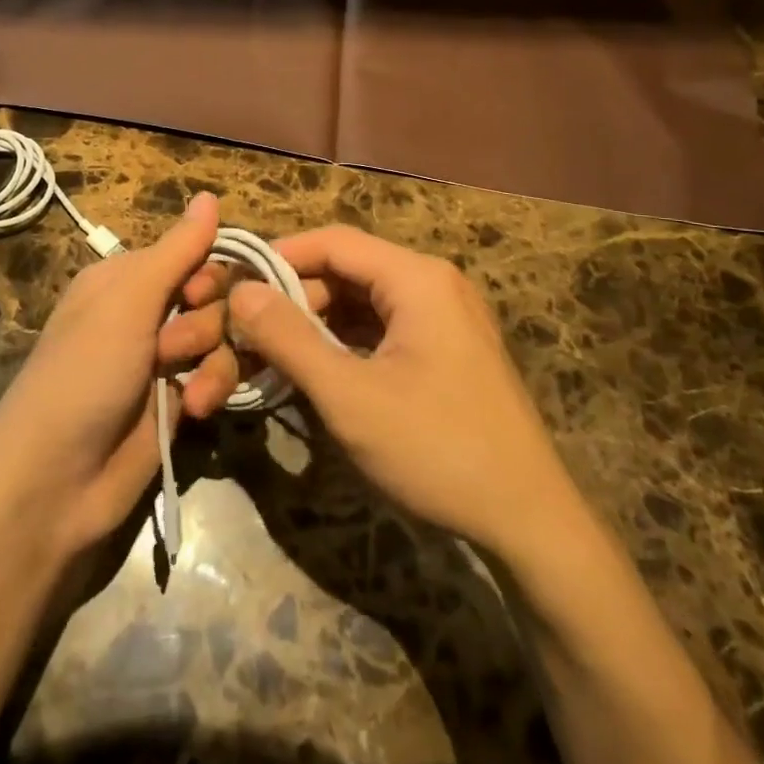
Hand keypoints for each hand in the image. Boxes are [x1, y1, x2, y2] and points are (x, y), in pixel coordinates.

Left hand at [0, 192, 239, 557]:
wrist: (55, 483)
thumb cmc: (84, 374)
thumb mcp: (127, 303)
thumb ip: (177, 251)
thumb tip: (210, 195)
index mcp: (126, 279)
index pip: (193, 253)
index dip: (210, 272)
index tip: (202, 293)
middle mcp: (146, 313)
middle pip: (216, 296)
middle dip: (208, 321)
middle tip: (175, 346)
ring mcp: (164, 360)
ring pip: (224, 338)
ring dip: (214, 360)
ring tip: (187, 391)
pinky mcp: (179, 402)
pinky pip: (218, 377)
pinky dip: (211, 390)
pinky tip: (194, 410)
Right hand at [178, 225, 566, 555]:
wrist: (530, 521)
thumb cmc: (437, 449)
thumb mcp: (349, 395)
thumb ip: (289, 338)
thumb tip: (240, 291)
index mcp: (417, 278)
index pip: (332, 242)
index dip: (279, 256)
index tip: (233, 283)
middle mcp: (433, 284)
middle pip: (347, 270)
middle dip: (293, 297)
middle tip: (246, 331)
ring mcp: (444, 317)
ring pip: (362, 301)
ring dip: (315, 323)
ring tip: (269, 354)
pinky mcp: (445, 348)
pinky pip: (382, 328)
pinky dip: (343, 343)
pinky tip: (314, 370)